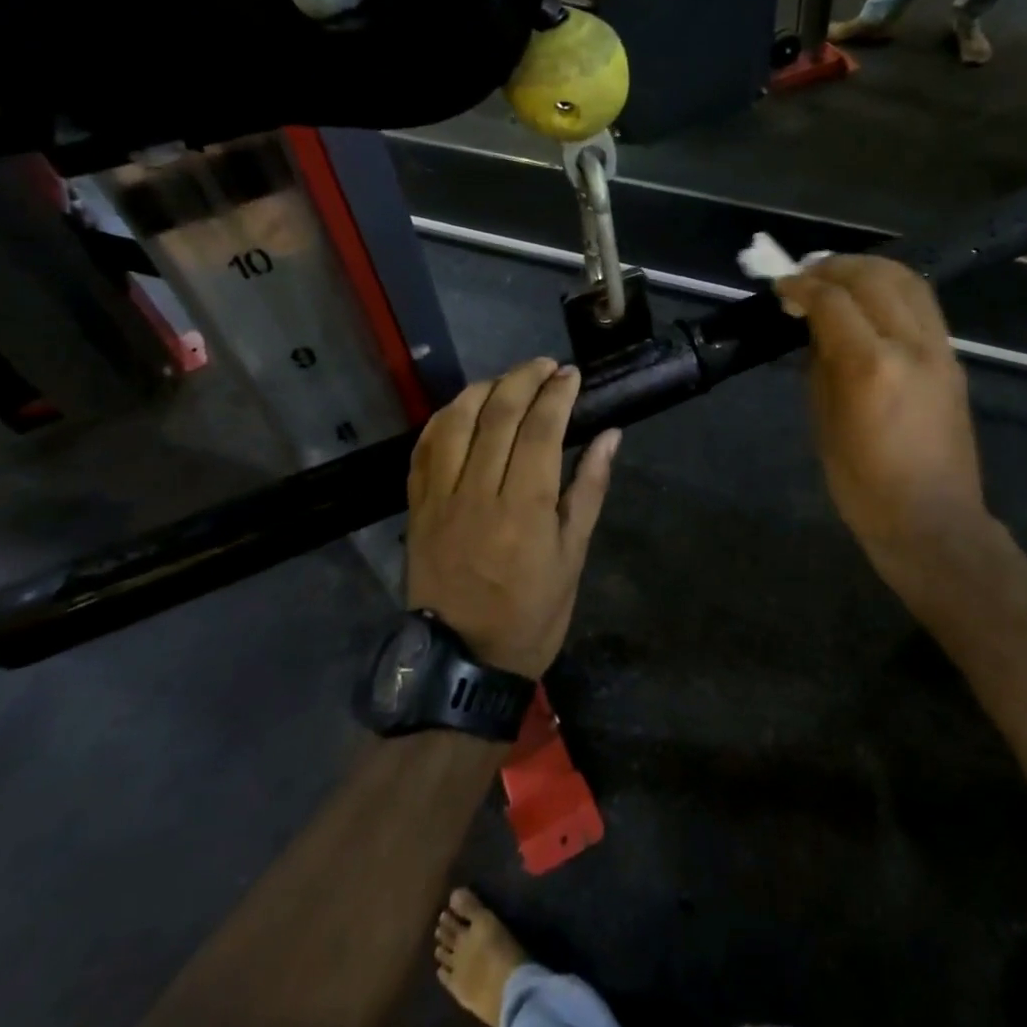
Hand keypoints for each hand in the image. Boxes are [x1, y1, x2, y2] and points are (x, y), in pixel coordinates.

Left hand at [405, 358, 620, 677]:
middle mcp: (477, 491)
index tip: (572, 375)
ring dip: (482, 389)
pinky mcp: (416, 507)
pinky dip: (443, 419)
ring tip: (507, 379)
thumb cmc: (532, 614)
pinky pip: (423, 449)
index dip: (557, 394)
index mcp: (523, 507)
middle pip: (497, 414)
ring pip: (455, 421)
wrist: (463, 660)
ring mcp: (440, 497)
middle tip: (545, 366)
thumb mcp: (572, 557)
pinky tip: (461, 409)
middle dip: (523, 378)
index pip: (540, 429)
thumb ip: (588, 490)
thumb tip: (610, 437)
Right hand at [777, 256, 997, 604]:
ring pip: (907, 280)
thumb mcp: (824, 425)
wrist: (932, 521)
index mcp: (870, 367)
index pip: (833, 301)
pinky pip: (922, 304)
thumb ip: (820, 366)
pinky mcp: (953, 359)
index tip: (782, 286)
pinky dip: (892, 288)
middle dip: (834, 267)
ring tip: (839, 275)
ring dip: (868, 268)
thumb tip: (815, 328)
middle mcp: (910, 346)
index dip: (802, 286)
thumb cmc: (864, 486)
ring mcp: (939, 349)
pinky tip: (870, 300)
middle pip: (873, 277)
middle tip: (807, 274)